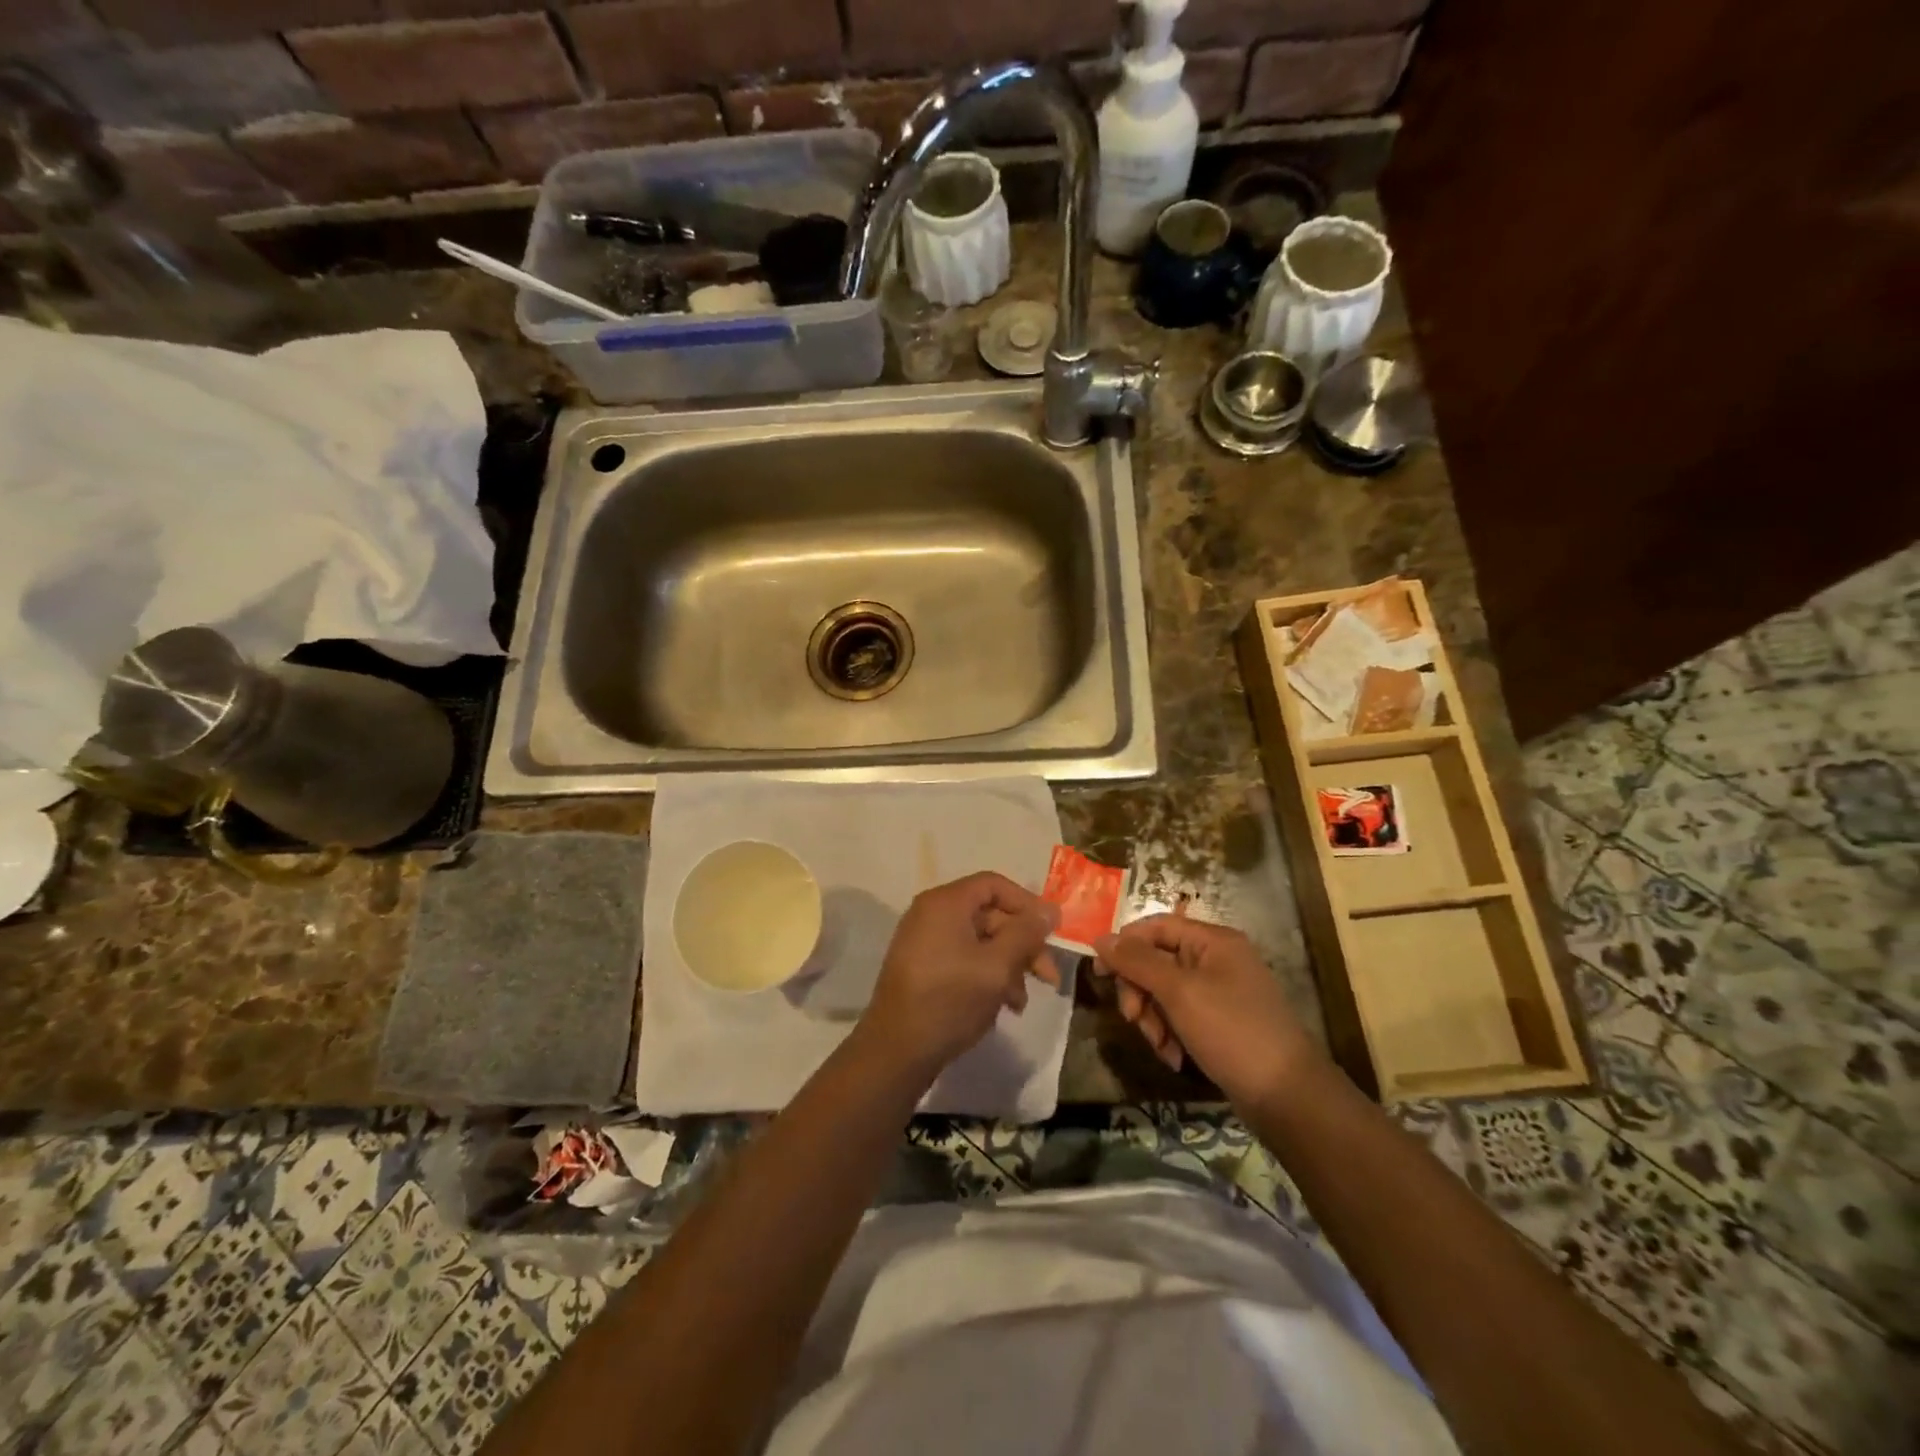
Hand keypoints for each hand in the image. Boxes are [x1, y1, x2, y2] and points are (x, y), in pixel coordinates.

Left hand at [861, 872, 1058, 1076]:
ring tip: (1021, 1003)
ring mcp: (924, 942)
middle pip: (989, 915)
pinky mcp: (923, 969)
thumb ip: (1026, 934)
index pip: (994, 885)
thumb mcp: (997, 966)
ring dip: (1008, 966)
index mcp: (945, 903)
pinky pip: (963, 960)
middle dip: (1022, 944)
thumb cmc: (950, 1000)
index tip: (1052, 932)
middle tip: (1048, 977)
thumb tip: (1050, 910)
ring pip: (980, 942)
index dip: (1027, 904)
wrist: (896, 1052)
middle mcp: (931, 914)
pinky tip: (1001, 1006)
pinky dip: (987, 976)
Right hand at [1094, 914, 1322, 1105]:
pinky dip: (1170, 1035)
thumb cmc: (1232, 1031)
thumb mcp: (1179, 992)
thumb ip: (1137, 962)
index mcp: (1212, 940)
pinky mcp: (1219, 1023)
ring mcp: (1219, 992)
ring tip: (1160, 1046)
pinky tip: (1174, 1058)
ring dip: (1153, 1019)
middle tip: (1133, 1019)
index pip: (1155, 926)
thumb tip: (1101, 938)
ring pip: (1164, 993)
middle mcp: (1216, 959)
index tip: (1099, 973)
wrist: (1287, 1096)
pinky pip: (1180, 1017)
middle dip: (1139, 991)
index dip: (1124, 945)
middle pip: (1156, 960)